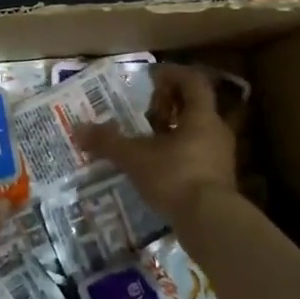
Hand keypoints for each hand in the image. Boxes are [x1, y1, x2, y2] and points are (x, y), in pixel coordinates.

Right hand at [80, 63, 237, 223]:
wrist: (211, 223)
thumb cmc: (176, 177)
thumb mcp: (136, 158)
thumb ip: (109, 142)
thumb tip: (79, 129)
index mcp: (201, 116)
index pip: (193, 82)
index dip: (173, 74)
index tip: (152, 77)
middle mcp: (216, 131)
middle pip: (196, 106)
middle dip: (170, 104)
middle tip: (147, 109)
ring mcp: (220, 157)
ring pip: (197, 131)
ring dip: (174, 129)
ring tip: (148, 138)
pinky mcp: (218, 179)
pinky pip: (197, 154)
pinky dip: (178, 152)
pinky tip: (158, 165)